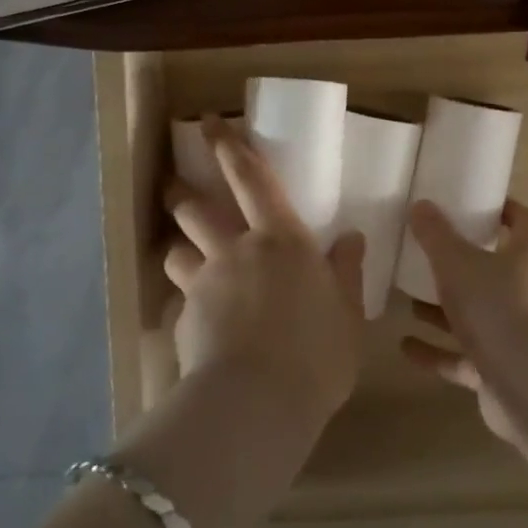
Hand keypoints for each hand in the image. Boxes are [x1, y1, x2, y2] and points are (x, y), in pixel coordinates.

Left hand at [162, 118, 365, 437]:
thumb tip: (353, 237)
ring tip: (185, 259)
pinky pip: (181, 302)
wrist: (257, 405)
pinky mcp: (184, 321)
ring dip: (180, 250)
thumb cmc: (316, 354)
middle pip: (196, 208)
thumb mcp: (348, 316)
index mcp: (280, 239)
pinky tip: (199, 326)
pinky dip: (188, 304)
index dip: (229, 146)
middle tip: (174, 185)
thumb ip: (348, 274)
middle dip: (182, 191)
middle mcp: (235, 251)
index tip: (208, 121)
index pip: (251, 178)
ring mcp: (204, 285)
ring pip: (177, 252)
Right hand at [399, 199, 527, 442]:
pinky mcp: (503, 372)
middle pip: (497, 271)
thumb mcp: (457, 262)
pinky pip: (465, 357)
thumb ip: (436, 234)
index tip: (477, 205)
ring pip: (478, 315)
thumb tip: (421, 205)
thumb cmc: (497, 307)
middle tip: (429, 256)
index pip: (525, 224)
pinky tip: (405, 347)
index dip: (506, 211)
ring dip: (445, 311)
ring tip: (408, 302)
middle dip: (463, 265)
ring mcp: (519, 336)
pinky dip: (437, 352)